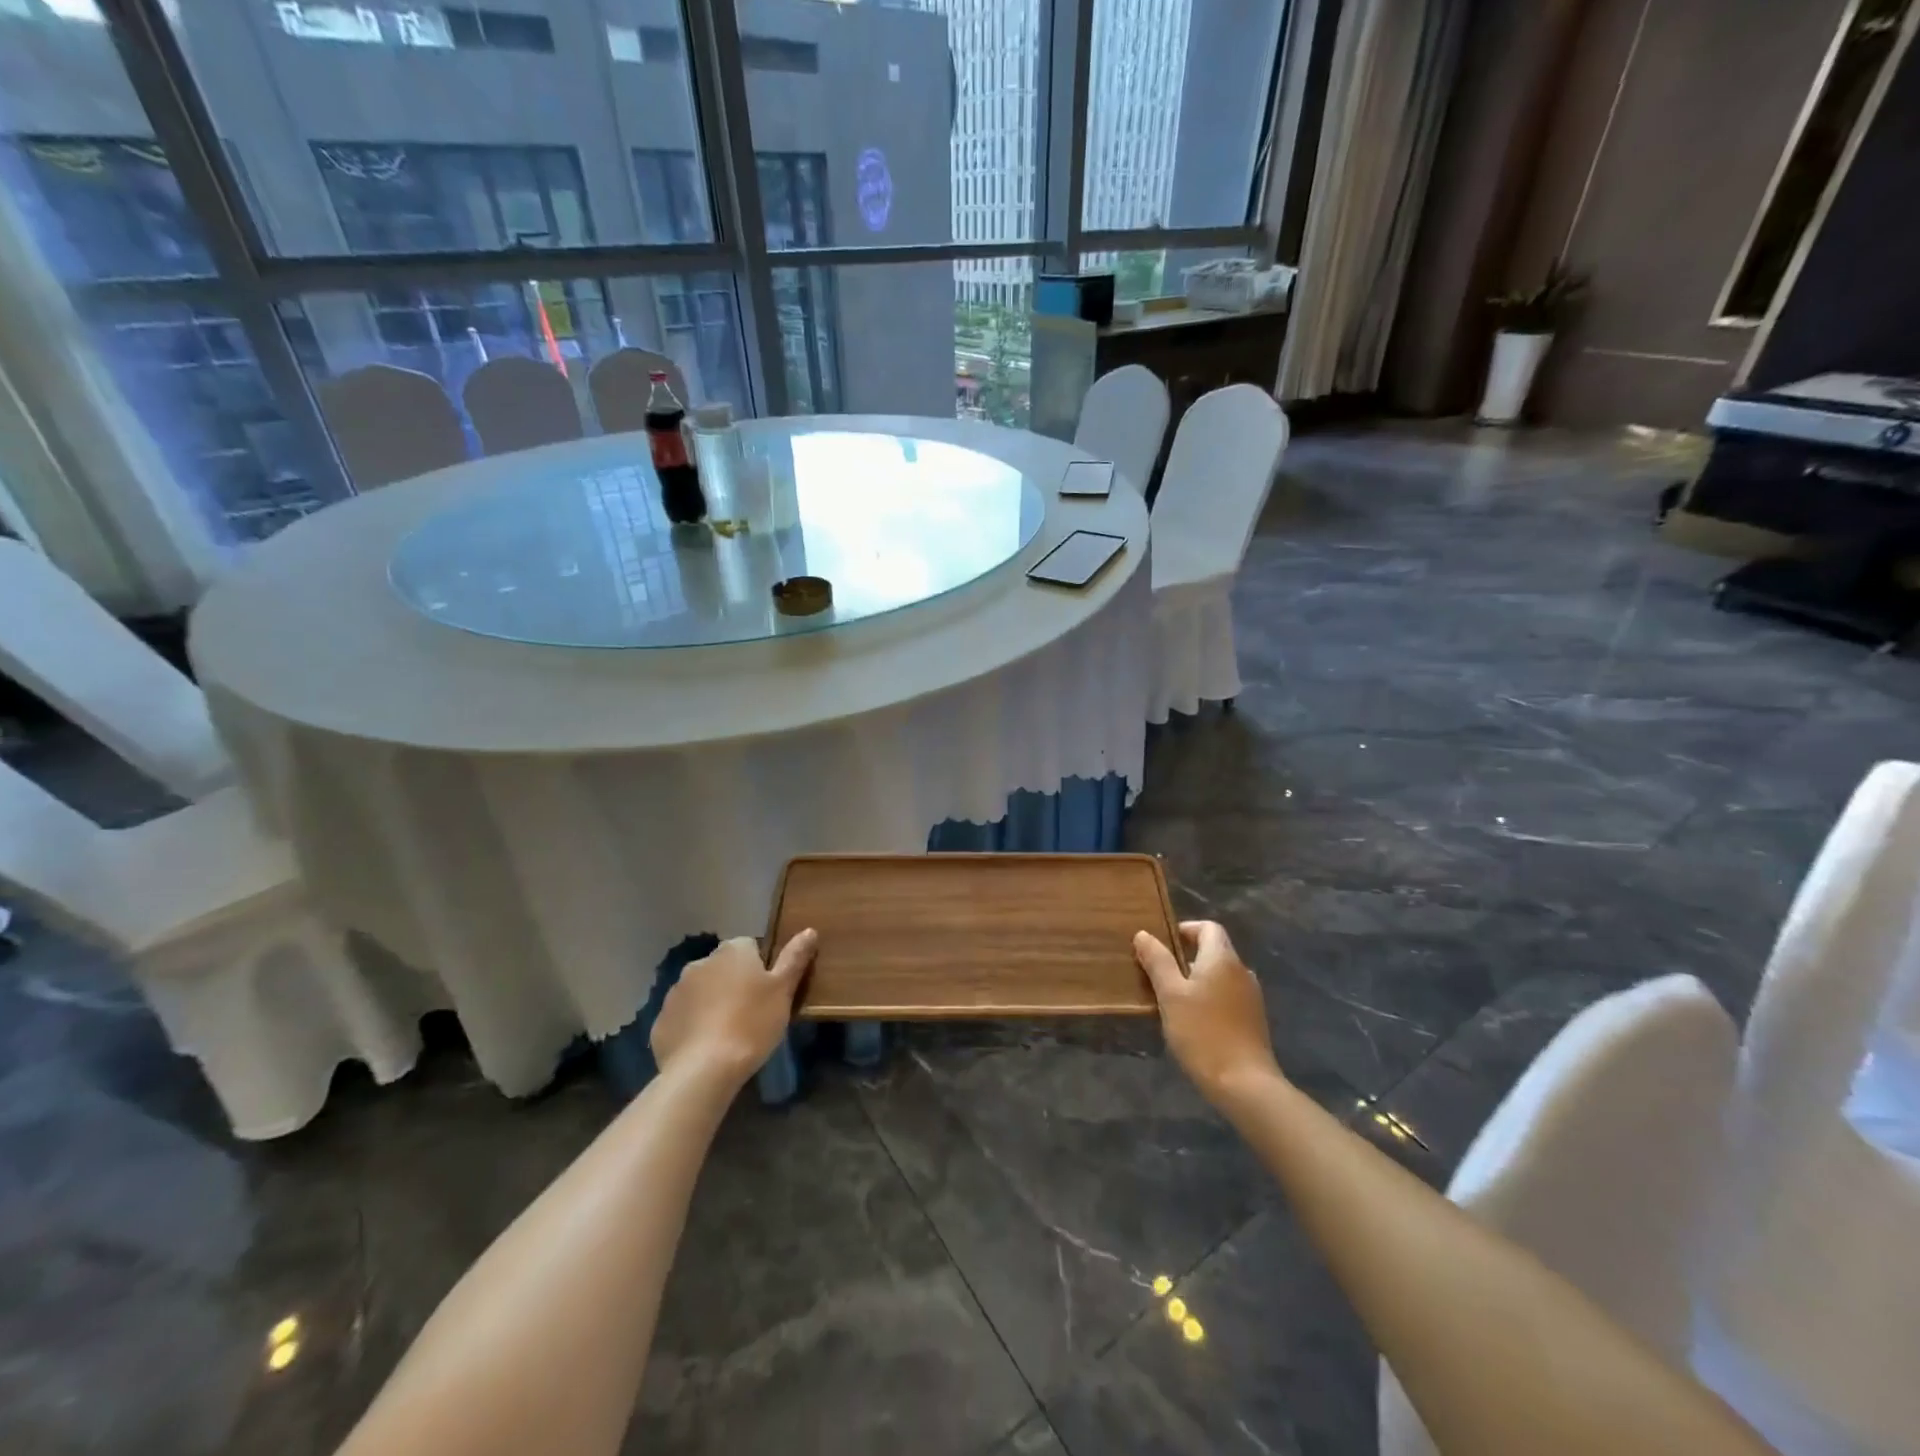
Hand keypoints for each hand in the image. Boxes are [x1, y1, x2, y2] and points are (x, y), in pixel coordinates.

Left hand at [651, 930, 816, 1086]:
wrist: (704, 1069)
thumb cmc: (752, 1023)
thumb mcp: (783, 990)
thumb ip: (795, 958)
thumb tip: (809, 930)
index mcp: (733, 951)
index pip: (750, 947)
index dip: (761, 968)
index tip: (768, 993)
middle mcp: (701, 962)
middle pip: (723, 967)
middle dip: (734, 983)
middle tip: (751, 1013)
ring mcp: (676, 991)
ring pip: (701, 991)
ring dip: (712, 1003)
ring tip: (728, 1033)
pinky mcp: (661, 1020)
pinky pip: (683, 1016)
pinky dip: (693, 1025)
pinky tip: (706, 1046)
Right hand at [1134, 921, 1283, 1106]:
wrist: (1244, 1084)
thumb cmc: (1202, 1032)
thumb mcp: (1170, 995)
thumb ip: (1158, 961)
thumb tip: (1144, 934)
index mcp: (1222, 959)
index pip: (1208, 927)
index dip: (1185, 930)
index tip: (1161, 947)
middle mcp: (1242, 971)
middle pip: (1214, 950)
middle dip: (1185, 957)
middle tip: (1159, 975)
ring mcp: (1251, 996)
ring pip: (1220, 975)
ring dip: (1196, 979)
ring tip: (1172, 1000)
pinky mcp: (1253, 1019)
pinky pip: (1228, 995)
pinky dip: (1209, 998)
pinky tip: (1193, 1021)